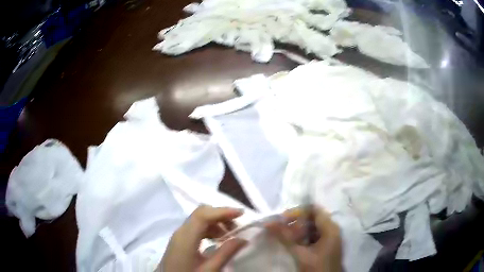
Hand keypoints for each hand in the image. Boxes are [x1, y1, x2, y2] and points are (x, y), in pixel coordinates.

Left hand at [160, 205, 246, 271]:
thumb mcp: (209, 269)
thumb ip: (226, 253)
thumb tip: (243, 238)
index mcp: (185, 237)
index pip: (203, 214)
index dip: (222, 211)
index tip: (241, 214)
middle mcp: (180, 231)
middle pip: (201, 213)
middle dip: (221, 215)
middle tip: (237, 228)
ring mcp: (179, 235)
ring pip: (199, 219)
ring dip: (216, 223)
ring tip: (229, 236)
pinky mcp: (180, 240)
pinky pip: (196, 228)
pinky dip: (209, 229)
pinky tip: (217, 240)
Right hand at [266, 206, 341, 271]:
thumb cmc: (316, 268)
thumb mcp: (300, 253)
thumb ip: (285, 238)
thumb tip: (269, 223)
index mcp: (330, 228)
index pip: (314, 210)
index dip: (297, 212)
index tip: (282, 220)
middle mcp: (332, 229)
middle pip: (313, 218)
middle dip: (296, 223)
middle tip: (281, 230)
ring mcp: (330, 238)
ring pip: (312, 228)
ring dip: (298, 231)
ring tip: (285, 237)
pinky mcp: (326, 245)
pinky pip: (314, 236)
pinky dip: (303, 237)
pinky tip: (294, 244)